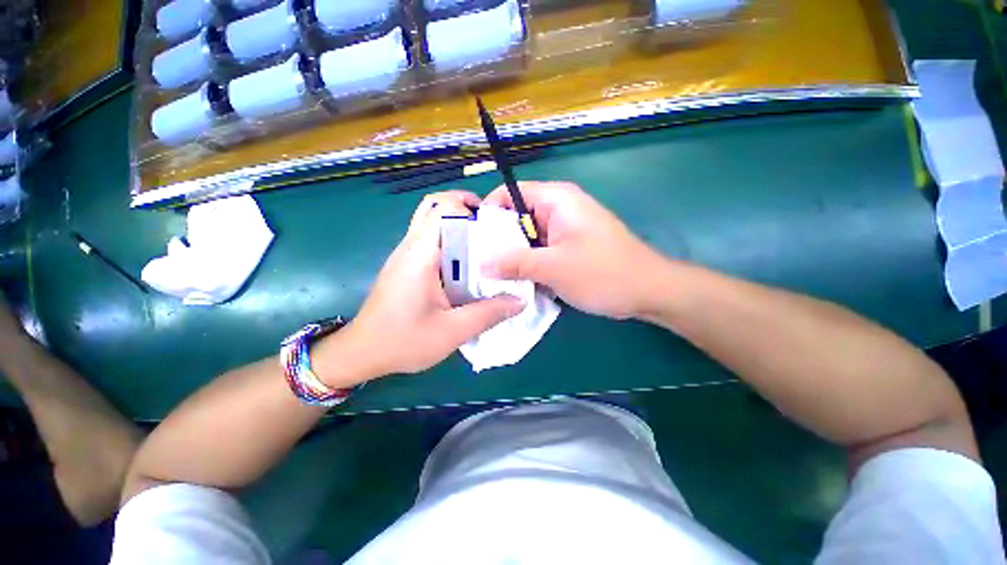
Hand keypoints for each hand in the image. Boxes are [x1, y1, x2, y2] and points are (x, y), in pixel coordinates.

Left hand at [318, 191, 524, 383]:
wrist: (362, 353)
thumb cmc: (402, 342)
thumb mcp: (452, 332)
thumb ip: (488, 314)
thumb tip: (520, 300)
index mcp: (420, 255)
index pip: (442, 207)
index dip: (469, 206)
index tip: (495, 223)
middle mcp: (411, 247)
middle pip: (436, 208)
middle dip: (467, 211)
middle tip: (493, 231)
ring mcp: (406, 256)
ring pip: (434, 224)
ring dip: (460, 229)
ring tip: (486, 248)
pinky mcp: (407, 267)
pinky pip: (431, 242)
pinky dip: (452, 244)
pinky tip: (468, 268)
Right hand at [483, 182, 666, 319]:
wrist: (648, 291)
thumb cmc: (604, 273)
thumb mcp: (554, 268)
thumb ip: (515, 263)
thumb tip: (480, 264)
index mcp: (556, 200)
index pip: (510, 193)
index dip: (489, 213)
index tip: (474, 240)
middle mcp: (559, 209)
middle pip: (517, 217)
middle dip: (498, 240)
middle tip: (479, 264)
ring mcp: (564, 230)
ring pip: (527, 237)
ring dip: (513, 255)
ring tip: (492, 276)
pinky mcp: (569, 247)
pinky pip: (540, 250)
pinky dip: (528, 263)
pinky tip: (517, 281)